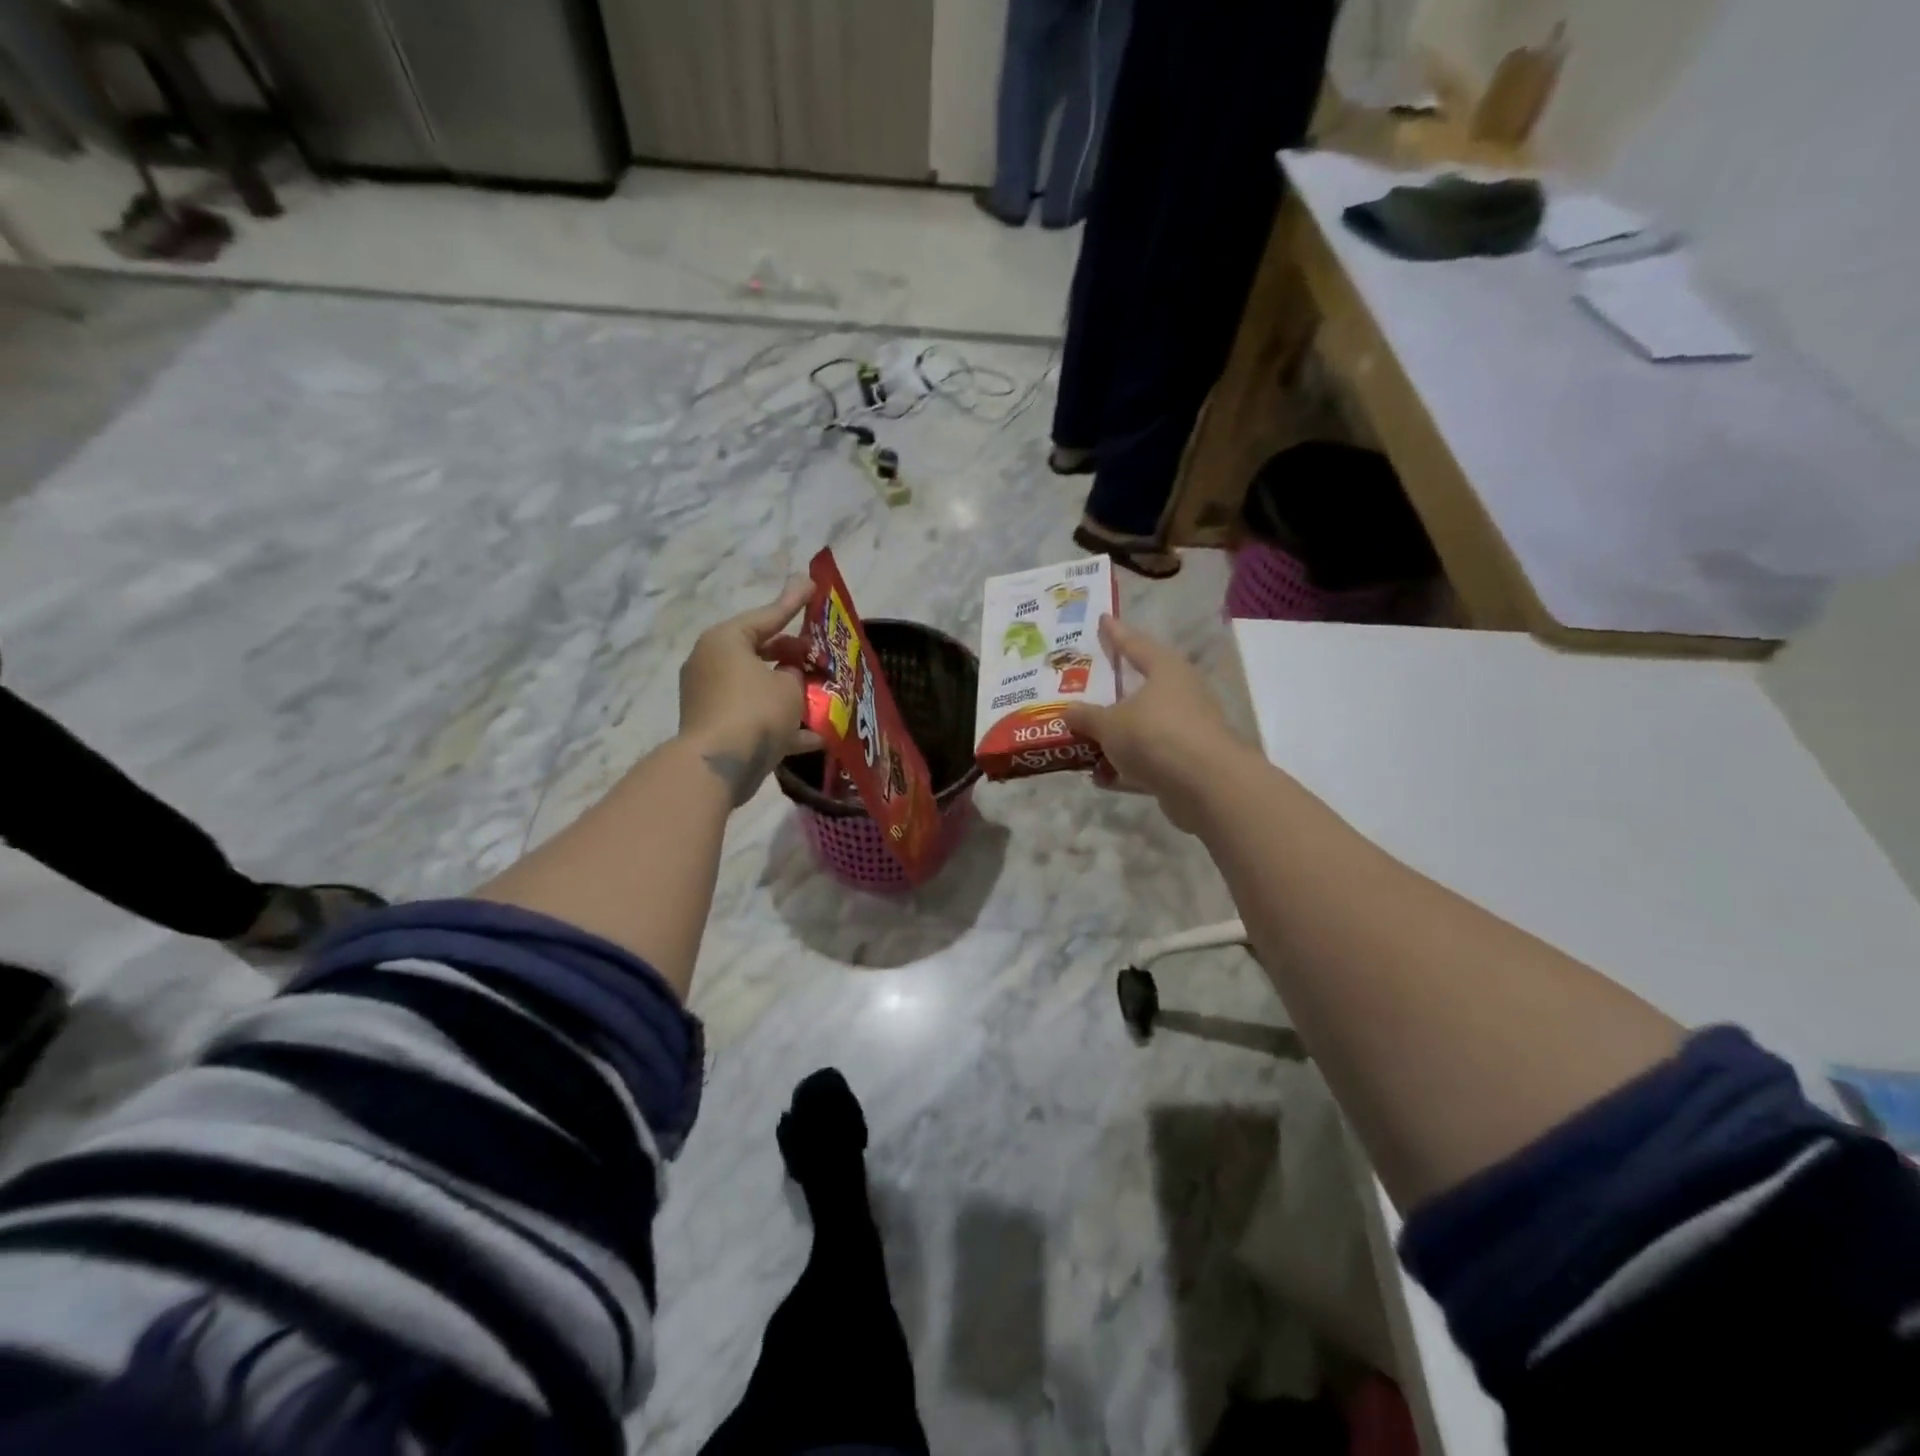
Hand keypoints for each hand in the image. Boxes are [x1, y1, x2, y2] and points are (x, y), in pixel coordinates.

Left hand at [679, 578, 816, 805]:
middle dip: (794, 655)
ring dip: (790, 692)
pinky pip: (754, 717)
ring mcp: (711, 696)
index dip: (794, 603)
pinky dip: (781, 723)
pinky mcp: (716, 726)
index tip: (812, 586)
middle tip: (820, 653)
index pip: (767, 615)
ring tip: (824, 694)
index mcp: (726, 640)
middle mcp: (712, 663)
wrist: (719, 766)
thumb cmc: (756, 711)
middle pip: (761, 651)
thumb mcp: (788, 686)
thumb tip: (788, 673)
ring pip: (759, 687)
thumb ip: (794, 673)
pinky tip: (817, 737)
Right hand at [1062, 616, 1246, 831]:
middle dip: (1112, 693)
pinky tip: (1101, 777)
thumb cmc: (1155, 735)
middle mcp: (1181, 695)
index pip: (1135, 644)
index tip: (1102, 619)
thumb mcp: (1109, 724)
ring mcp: (1186, 731)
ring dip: (1116, 736)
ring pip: (1143, 728)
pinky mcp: (1186, 765)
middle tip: (1085, 687)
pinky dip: (1126, 767)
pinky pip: (1147, 760)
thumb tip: (1068, 711)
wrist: (1206, 786)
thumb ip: (1086, 716)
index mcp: (1166, 670)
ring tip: (1084, 739)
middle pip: (1140, 688)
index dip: (1116, 633)